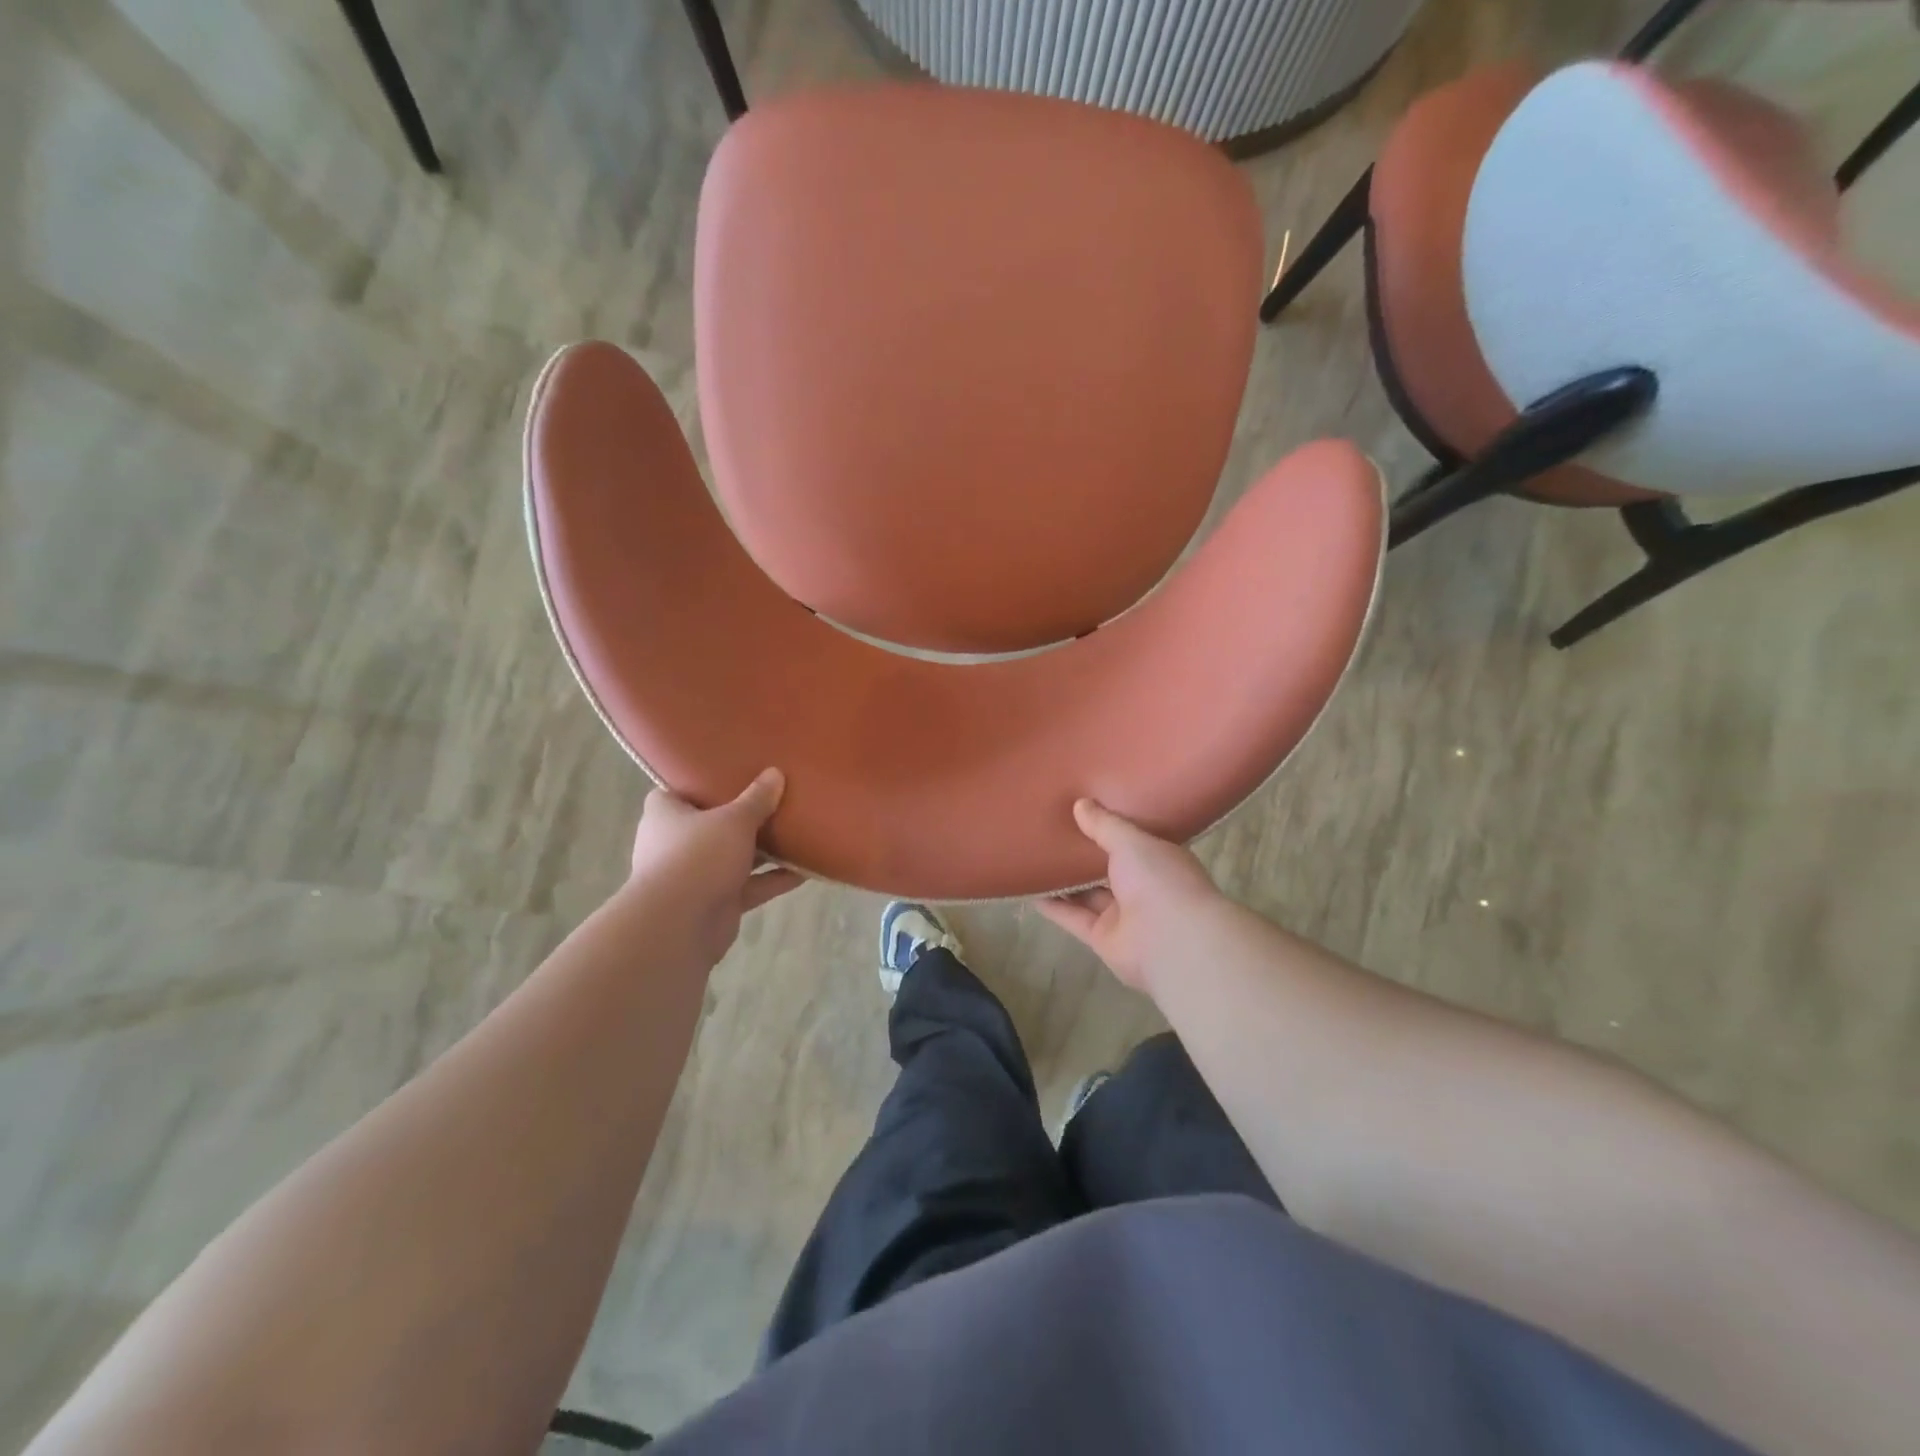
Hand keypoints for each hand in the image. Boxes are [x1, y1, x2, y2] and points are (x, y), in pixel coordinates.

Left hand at [627, 769, 804, 967]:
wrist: (679, 926)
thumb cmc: (697, 856)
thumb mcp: (733, 820)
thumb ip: (756, 799)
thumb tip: (775, 773)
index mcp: (666, 814)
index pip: (679, 791)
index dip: (701, 781)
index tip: (730, 772)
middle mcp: (677, 843)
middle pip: (714, 824)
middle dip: (743, 816)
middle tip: (774, 797)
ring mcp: (697, 875)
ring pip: (735, 856)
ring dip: (764, 850)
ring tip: (797, 831)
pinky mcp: (717, 902)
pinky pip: (751, 886)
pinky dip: (774, 879)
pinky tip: (806, 870)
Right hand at [1035, 799, 1223, 993]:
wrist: (1171, 942)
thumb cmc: (1160, 880)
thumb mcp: (1131, 841)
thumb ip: (1104, 825)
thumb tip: (1080, 804)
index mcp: (1159, 860)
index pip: (1134, 841)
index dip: (1111, 827)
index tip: (1086, 810)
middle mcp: (1143, 887)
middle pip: (1107, 868)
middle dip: (1084, 853)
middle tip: (1052, 830)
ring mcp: (1123, 915)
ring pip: (1088, 894)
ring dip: (1065, 880)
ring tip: (1036, 857)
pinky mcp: (1102, 938)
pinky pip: (1073, 917)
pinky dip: (1054, 906)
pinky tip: (1031, 890)